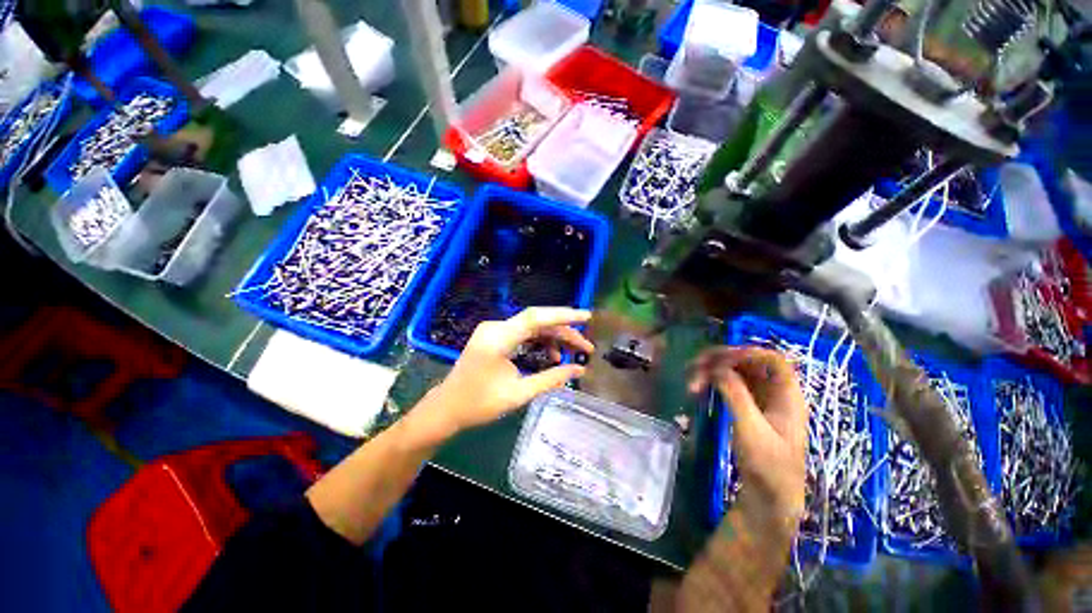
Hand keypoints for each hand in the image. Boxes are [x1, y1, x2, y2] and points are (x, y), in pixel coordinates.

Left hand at [425, 307, 593, 434]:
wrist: (446, 408)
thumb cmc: (479, 404)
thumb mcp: (518, 394)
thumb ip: (550, 379)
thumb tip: (579, 370)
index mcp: (498, 338)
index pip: (536, 318)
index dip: (564, 315)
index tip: (587, 317)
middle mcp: (496, 327)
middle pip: (538, 321)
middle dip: (564, 332)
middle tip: (586, 347)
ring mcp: (494, 330)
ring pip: (533, 326)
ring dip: (554, 337)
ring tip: (571, 354)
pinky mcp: (495, 336)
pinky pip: (523, 333)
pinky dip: (540, 341)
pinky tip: (551, 355)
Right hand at [688, 346, 808, 520]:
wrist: (768, 499)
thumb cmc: (768, 466)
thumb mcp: (751, 429)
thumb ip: (736, 394)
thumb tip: (717, 367)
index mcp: (787, 396)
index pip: (772, 360)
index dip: (747, 352)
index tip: (719, 359)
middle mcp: (775, 393)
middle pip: (749, 363)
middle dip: (721, 361)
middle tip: (695, 366)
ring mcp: (760, 400)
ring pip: (736, 373)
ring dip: (712, 372)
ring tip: (691, 382)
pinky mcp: (747, 408)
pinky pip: (729, 386)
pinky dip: (713, 384)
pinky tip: (698, 390)